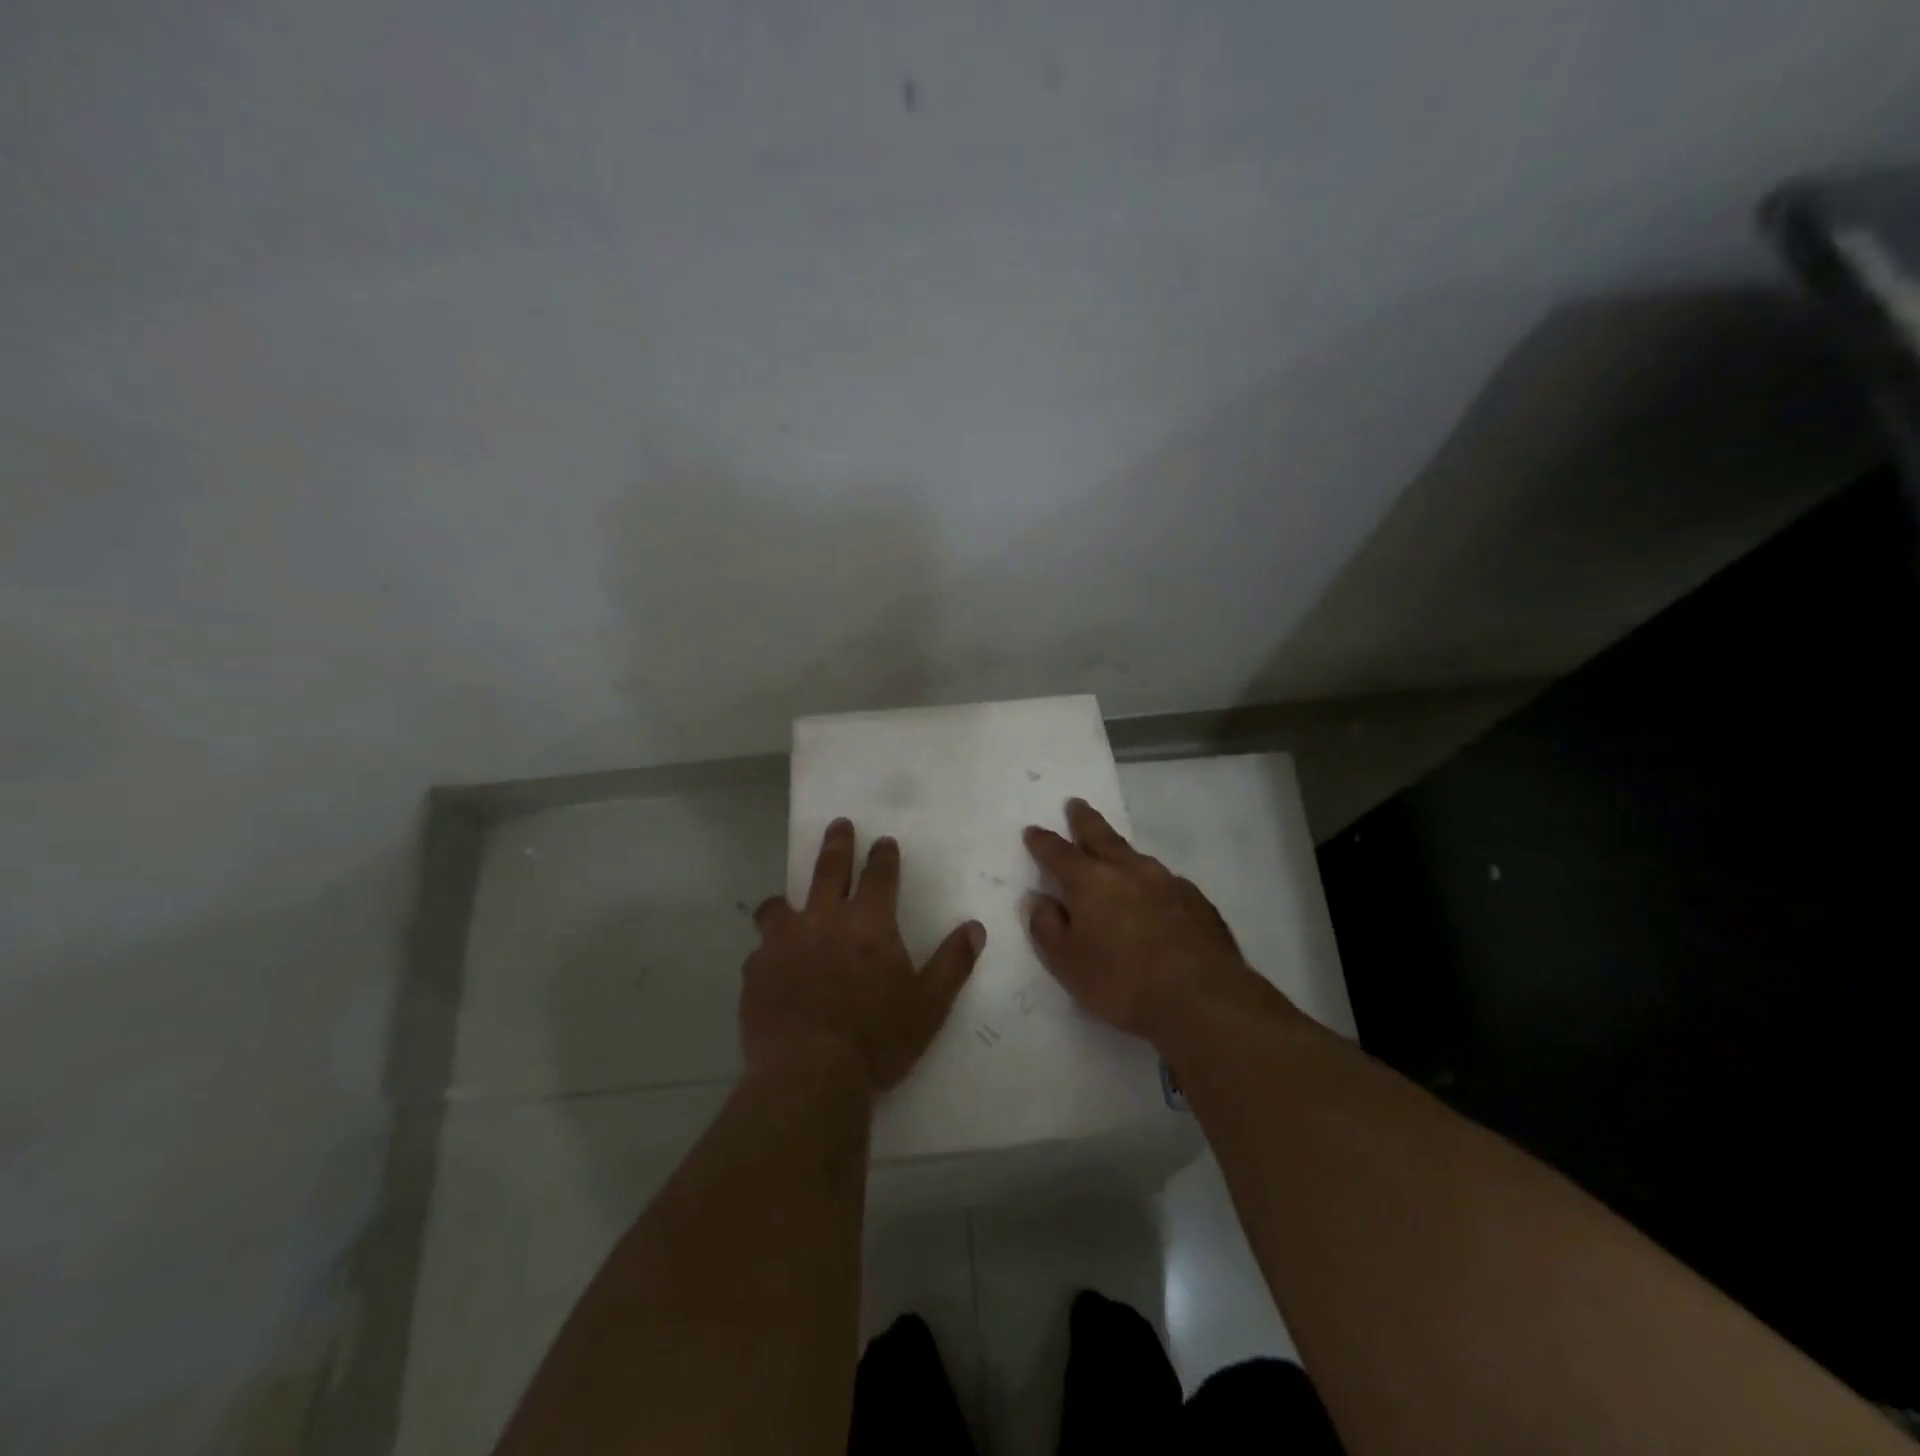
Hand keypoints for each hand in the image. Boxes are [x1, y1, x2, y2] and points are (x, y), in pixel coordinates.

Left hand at [743, 817, 985, 1095]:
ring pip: (780, 905)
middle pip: (829, 869)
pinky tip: (770, 967)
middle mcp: (824, 920)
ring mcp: (783, 943)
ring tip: (785, 903)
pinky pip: (759, 951)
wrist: (809, 1075)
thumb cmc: (877, 1038)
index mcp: (868, 923)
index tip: (883, 842)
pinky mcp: (755, 971)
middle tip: (839, 825)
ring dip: (787, 899)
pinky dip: (768, 952)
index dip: (883, 856)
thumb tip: (975, 928)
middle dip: (837, 844)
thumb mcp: (929, 1004)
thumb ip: (953, 963)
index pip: (879, 875)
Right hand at [1023, 798, 1265, 1045]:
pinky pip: (1166, 883)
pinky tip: (1155, 896)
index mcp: (1091, 881)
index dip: (1043, 842)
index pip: (1058, 853)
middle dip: (1085, 820)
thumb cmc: (1123, 982)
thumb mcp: (1067, 963)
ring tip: (1114, 853)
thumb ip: (1047, 927)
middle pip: (1101, 836)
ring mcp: (1168, 882)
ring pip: (1136, 857)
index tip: (1032, 830)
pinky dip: (1152, 883)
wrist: (1202, 998)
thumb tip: (1038, 899)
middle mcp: (1129, 870)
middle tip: (1076, 804)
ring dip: (1120, 852)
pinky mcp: (1198, 902)